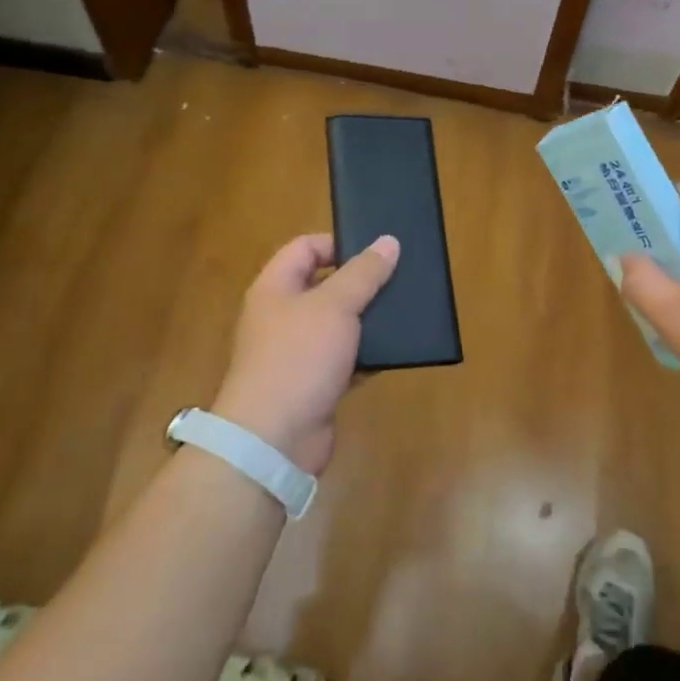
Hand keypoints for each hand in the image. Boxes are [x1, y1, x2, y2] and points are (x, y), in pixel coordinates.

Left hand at [212, 233, 399, 474]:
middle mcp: (282, 316)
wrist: (273, 439)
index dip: (339, 243)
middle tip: (400, 278)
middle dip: (361, 282)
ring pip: (338, 324)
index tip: (376, 251)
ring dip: (367, 319)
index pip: (305, 248)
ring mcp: (297, 352)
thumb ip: (364, 273)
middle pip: (324, 285)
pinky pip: (345, 359)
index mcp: (275, 288)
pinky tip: (395, 352)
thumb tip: (388, 241)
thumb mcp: (335, 306)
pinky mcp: (314, 384)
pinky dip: (367, 355)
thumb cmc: (298, 358)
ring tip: (405, 311)